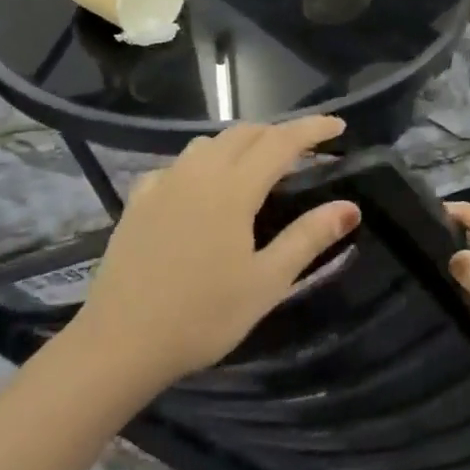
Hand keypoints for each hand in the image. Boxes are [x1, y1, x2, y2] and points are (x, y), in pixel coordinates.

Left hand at [76, 117, 359, 389]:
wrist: (119, 343)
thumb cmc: (202, 316)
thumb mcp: (266, 282)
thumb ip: (308, 238)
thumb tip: (350, 207)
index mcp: (233, 188)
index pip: (282, 141)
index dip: (313, 129)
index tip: (339, 125)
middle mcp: (198, 172)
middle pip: (245, 133)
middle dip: (278, 133)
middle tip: (304, 151)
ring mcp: (163, 183)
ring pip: (208, 143)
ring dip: (240, 143)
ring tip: (257, 165)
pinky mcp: (138, 200)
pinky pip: (177, 165)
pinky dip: (201, 163)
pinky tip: (200, 189)